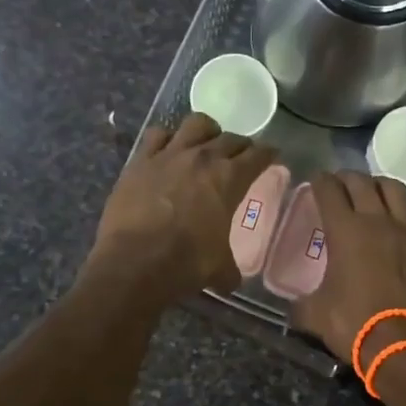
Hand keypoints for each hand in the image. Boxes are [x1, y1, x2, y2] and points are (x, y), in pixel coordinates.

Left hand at [88, 114, 277, 303]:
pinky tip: (167, 150)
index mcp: (230, 178)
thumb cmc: (186, 263)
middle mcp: (203, 157)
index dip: (268, 154)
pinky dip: (166, 139)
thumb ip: (229, 268)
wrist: (134, 263)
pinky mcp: (140, 160)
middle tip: (242, 156)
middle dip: (241, 145)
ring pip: (196, 124)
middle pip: (231, 138)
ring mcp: (169, 154)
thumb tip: (230, 281)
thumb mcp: (219, 268)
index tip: (272, 155)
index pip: (258, 155)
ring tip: (206, 143)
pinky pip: (157, 135)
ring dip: (207, 131)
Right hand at [291, 170, 405, 368]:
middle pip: (362, 183)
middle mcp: (377, 222)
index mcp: (345, 230)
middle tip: (339, 184)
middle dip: (347, 178)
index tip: (315, 180)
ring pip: (396, 190)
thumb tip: (293, 307)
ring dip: (380, 186)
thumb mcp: (316, 315)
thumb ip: (302, 304)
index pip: (329, 191)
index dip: (319, 181)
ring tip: (372, 194)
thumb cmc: (355, 325)